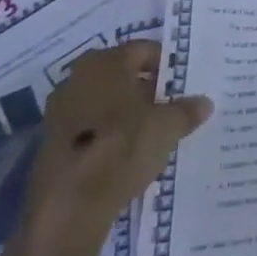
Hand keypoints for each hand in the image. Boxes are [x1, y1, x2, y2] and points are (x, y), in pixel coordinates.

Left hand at [15, 41, 212, 250]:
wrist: (69, 205)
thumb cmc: (122, 148)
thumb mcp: (167, 127)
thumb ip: (186, 111)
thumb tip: (204, 102)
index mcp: (106, 62)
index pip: (143, 50)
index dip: (166, 65)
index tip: (183, 84)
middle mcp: (78, 78)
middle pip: (121, 75)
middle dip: (146, 88)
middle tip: (171, 106)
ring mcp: (60, 111)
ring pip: (104, 101)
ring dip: (126, 112)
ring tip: (153, 132)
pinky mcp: (52, 142)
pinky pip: (90, 127)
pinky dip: (108, 134)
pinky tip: (127, 154)